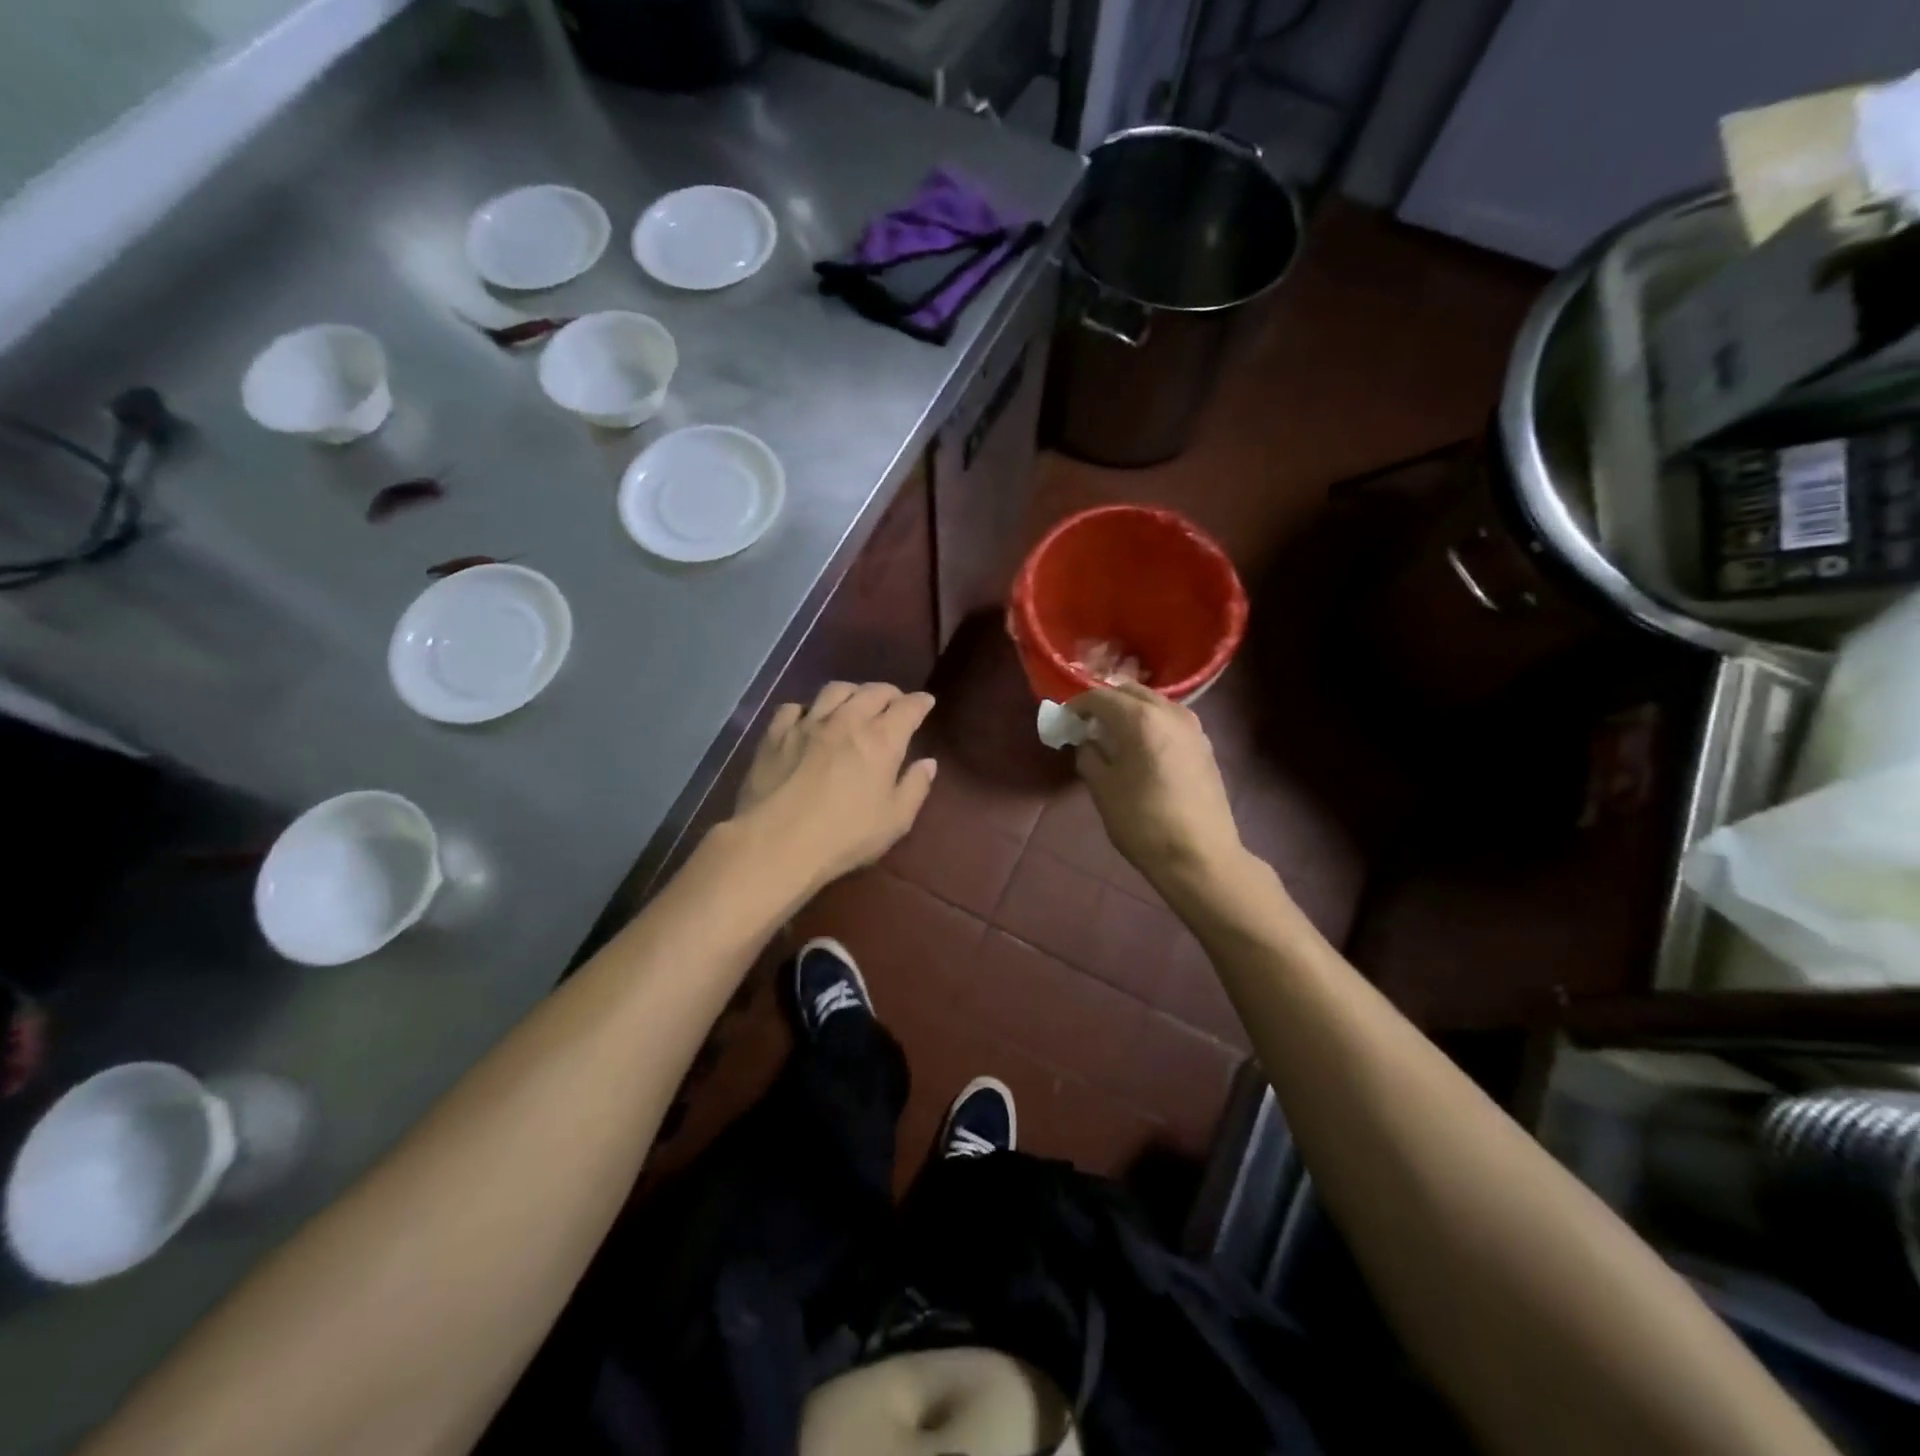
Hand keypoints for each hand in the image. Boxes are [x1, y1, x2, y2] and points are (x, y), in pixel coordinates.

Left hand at [730, 681, 937, 892]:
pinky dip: (807, 709)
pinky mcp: (775, 734)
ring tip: (854, 703)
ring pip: (834, 691)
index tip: (926, 702)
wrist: (777, 843)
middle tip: (894, 703)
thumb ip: (915, 787)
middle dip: (889, 693)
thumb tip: (928, 763)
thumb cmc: (845, 836)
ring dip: (851, 693)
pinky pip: (793, 708)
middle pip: (873, 691)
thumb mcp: (895, 821)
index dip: (920, 702)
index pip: (908, 707)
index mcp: (881, 739)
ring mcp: (808, 724)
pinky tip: (808, 720)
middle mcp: (847, 720)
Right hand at [1070, 682, 1241, 886]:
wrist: (1200, 856)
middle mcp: (1169, 712)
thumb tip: (1088, 742)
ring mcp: (1192, 726)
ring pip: (1153, 703)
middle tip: (1087, 724)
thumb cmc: (1143, 822)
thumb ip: (1089, 756)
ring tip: (1113, 734)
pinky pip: (1170, 719)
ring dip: (1130, 710)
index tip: (1065, 720)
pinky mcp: (1204, 744)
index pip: (1100, 696)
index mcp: (1140, 719)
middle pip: (1130, 691)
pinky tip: (1141, 747)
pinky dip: (1150, 722)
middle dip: (1106, 702)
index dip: (1077, 705)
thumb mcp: (1102, 789)